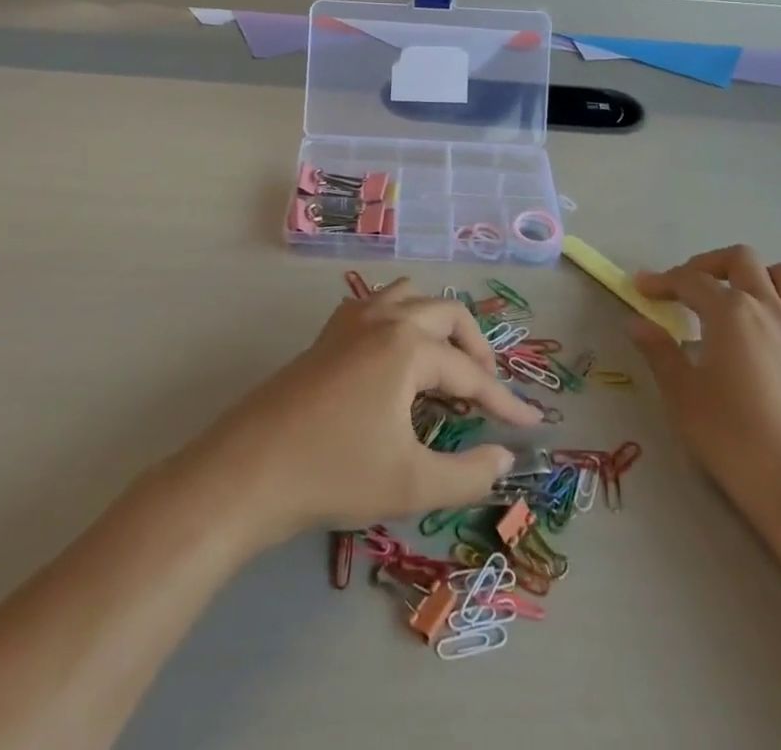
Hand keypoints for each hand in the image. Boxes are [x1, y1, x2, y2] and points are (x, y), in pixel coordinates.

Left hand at [189, 280, 542, 544]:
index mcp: (408, 345)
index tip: (532, 426)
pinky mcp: (327, 335)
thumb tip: (504, 456)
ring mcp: (351, 321)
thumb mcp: (411, 483)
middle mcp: (384, 318)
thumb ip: (468, 473)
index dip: (505, 402)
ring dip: (437, 325)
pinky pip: (376, 306)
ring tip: (446, 368)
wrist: (248, 472)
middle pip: (447, 314)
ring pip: (410, 298)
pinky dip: (401, 321)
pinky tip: (395, 358)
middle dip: (476, 349)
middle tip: (488, 394)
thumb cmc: (335, 473)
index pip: (471, 372)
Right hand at [632, 246, 780, 542]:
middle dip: (710, 265)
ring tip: (741, 300)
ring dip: (761, 278)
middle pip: (741, 260)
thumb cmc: (733, 440)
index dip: (661, 280)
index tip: (642, 290)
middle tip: (689, 289)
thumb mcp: (682, 396)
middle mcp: (770, 309)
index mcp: (730, 312)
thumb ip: (659, 352)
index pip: (689, 280)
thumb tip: (637, 322)